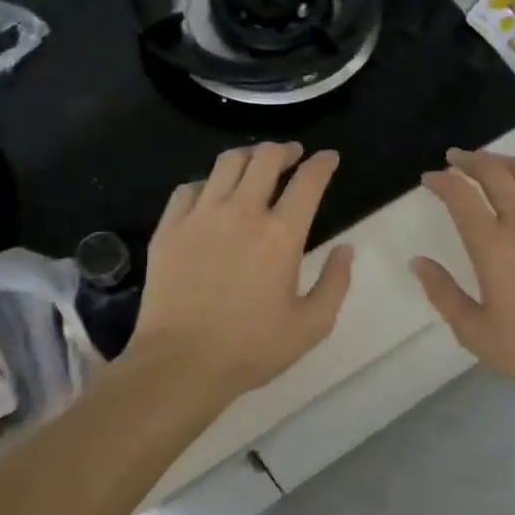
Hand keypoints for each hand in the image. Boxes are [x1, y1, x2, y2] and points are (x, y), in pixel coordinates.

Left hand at [129, 143, 353, 398]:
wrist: (180, 364)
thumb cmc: (252, 348)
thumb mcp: (312, 325)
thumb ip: (336, 282)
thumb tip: (345, 250)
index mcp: (281, 234)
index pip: (308, 180)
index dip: (322, 163)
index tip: (329, 158)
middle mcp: (242, 212)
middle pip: (265, 158)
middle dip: (284, 150)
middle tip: (292, 155)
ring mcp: (200, 216)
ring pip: (226, 163)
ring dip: (248, 157)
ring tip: (255, 164)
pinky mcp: (169, 228)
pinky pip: (188, 188)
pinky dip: (207, 183)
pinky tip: (211, 195)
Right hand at [411, 149, 514, 397]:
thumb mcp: (472, 331)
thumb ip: (442, 292)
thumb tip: (417, 262)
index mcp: (493, 247)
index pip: (462, 197)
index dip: (442, 181)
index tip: (430, 178)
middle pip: (495, 173)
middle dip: (470, 161)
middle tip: (455, 159)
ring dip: (503, 161)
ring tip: (489, 162)